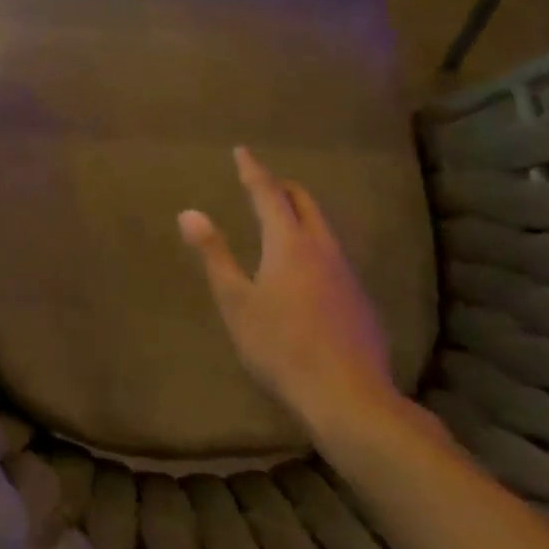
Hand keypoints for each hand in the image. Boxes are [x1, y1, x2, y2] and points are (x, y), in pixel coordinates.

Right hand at [178, 147, 398, 443]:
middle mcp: (322, 249)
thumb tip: (189, 212)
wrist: (348, 397)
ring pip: (323, 227)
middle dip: (281, 186)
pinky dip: (313, 244)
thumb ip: (214, 254)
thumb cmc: (280, 346)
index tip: (242, 151)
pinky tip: (304, 271)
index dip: (252, 170)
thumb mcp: (235, 301)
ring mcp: (346, 274)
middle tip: (260, 183)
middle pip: (304, 202)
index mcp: (289, 243)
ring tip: (280, 221)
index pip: (268, 193)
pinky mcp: (359, 299)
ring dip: (300, 214)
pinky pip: (333, 255)